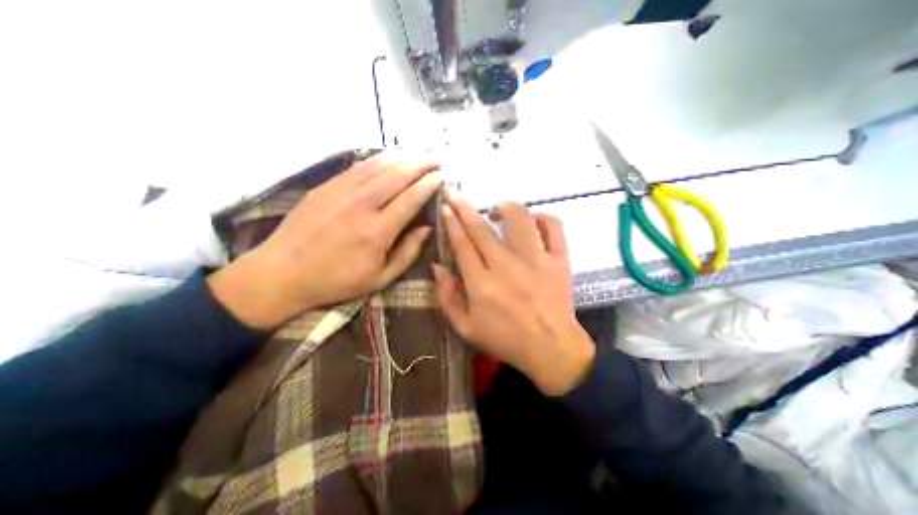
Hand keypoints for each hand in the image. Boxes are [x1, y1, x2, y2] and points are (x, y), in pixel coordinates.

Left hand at [210, 154, 441, 329]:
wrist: (283, 273)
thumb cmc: (337, 281)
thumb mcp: (380, 278)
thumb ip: (408, 253)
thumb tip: (427, 228)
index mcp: (378, 232)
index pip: (411, 198)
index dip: (429, 185)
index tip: (441, 177)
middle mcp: (362, 206)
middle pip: (398, 175)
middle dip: (421, 164)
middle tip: (436, 160)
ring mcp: (341, 192)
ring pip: (378, 165)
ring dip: (401, 157)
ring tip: (417, 154)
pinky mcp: (325, 187)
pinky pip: (357, 167)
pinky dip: (377, 159)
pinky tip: (388, 157)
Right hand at [436, 199, 598, 395]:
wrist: (551, 349)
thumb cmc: (505, 340)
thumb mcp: (466, 327)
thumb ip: (447, 296)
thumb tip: (437, 266)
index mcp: (482, 283)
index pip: (462, 244)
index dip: (452, 223)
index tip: (446, 207)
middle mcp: (507, 266)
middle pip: (482, 229)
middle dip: (465, 208)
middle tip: (456, 194)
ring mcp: (536, 260)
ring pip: (519, 220)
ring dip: (504, 207)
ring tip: (496, 210)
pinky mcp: (559, 260)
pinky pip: (554, 228)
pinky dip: (543, 218)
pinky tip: (532, 221)